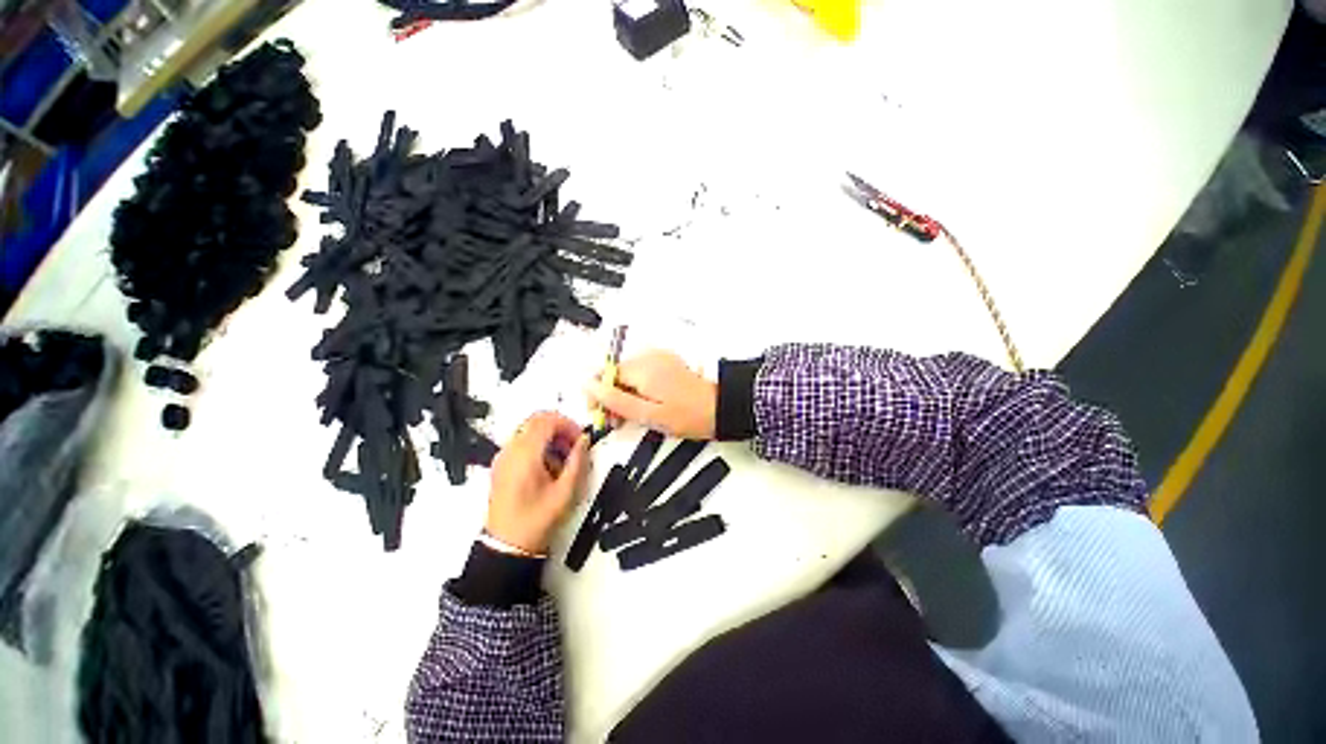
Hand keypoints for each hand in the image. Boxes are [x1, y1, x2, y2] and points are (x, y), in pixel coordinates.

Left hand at [486, 412, 588, 554]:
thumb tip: (584, 441)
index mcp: (525, 455)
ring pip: (530, 430)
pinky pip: (522, 443)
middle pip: (537, 420)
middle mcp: (511, 451)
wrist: (507, 546)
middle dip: (560, 428)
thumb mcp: (565, 492)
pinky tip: (549, 466)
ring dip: (550, 437)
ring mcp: (503, 457)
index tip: (579, 438)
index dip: (568, 424)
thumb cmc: (536, 520)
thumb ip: (578, 462)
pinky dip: (539, 446)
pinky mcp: (502, 465)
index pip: (547, 420)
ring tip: (563, 459)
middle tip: (573, 446)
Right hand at [585, 350, 716, 438]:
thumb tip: (589, 386)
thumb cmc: (689, 415)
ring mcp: (658, 359)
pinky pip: (642, 374)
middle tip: (618, 421)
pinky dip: (637, 389)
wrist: (721, 408)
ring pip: (627, 375)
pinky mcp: (666, 364)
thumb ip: (616, 400)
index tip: (601, 414)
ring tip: (632, 417)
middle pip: (614, 374)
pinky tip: (644, 405)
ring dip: (623, 394)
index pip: (603, 374)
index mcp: (642, 368)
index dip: (597, 395)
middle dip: (610, 397)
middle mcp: (648, 358)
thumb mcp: (648, 414)